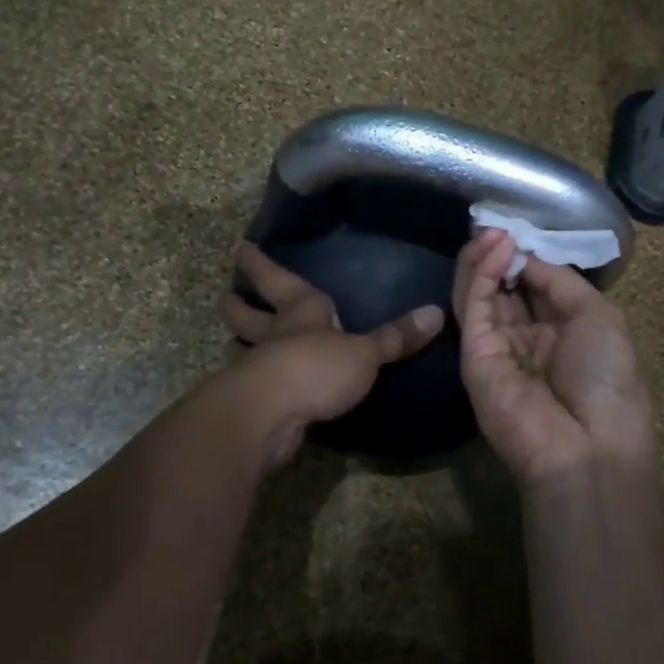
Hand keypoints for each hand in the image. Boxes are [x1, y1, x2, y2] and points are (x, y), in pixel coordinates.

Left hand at [221, 242, 443, 467]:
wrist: (269, 415)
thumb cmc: (316, 368)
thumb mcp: (365, 353)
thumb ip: (395, 337)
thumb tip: (436, 312)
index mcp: (302, 311)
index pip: (278, 279)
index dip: (262, 264)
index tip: (243, 248)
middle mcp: (274, 334)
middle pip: (249, 314)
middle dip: (240, 304)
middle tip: (227, 296)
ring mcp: (257, 368)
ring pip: (242, 348)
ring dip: (238, 344)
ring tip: (232, 341)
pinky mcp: (252, 402)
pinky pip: (250, 384)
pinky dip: (249, 382)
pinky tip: (254, 387)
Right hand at [454, 229, 653, 485]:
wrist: (589, 445)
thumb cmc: (608, 379)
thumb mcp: (598, 315)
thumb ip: (558, 280)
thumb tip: (523, 254)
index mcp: (560, 331)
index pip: (533, 284)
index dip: (526, 255)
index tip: (519, 227)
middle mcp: (526, 337)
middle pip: (503, 286)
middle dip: (500, 253)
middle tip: (495, 223)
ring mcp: (496, 346)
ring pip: (480, 293)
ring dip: (484, 258)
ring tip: (492, 230)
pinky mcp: (473, 354)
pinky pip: (474, 307)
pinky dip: (479, 275)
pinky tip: (493, 248)